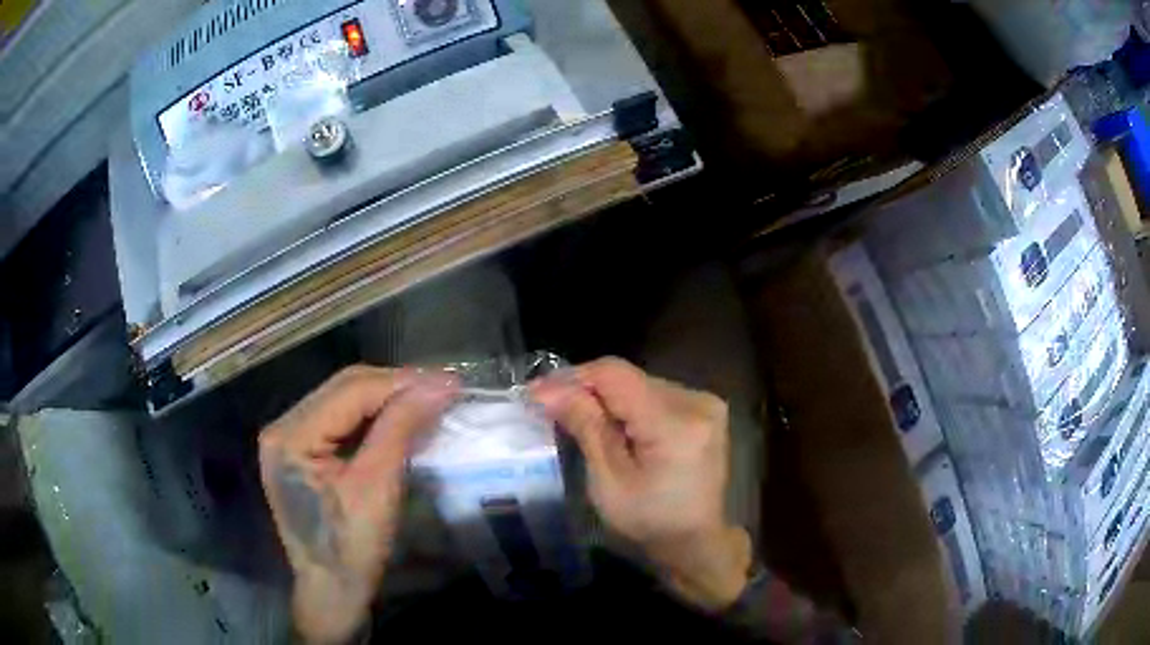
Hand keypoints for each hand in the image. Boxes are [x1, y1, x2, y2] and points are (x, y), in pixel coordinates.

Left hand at [258, 366, 457, 643]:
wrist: (332, 592)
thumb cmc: (351, 549)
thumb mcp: (377, 489)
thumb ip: (400, 429)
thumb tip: (439, 384)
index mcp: (290, 436)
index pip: (350, 391)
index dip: (402, 382)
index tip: (450, 381)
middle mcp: (282, 426)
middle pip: (344, 388)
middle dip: (395, 386)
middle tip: (443, 388)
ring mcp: (289, 438)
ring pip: (344, 400)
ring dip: (387, 398)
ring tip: (428, 398)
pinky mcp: (302, 451)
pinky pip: (341, 420)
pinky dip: (374, 416)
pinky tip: (401, 418)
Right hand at [531, 358, 751, 609]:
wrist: (696, 539)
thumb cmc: (649, 521)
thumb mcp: (609, 481)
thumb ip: (586, 427)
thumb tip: (548, 390)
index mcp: (676, 423)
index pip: (615, 375)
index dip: (572, 378)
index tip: (536, 393)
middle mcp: (696, 401)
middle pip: (628, 377)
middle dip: (585, 389)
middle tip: (548, 406)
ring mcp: (705, 402)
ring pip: (639, 382)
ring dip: (605, 396)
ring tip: (574, 415)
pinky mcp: (704, 408)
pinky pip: (654, 393)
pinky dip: (626, 404)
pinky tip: (609, 423)